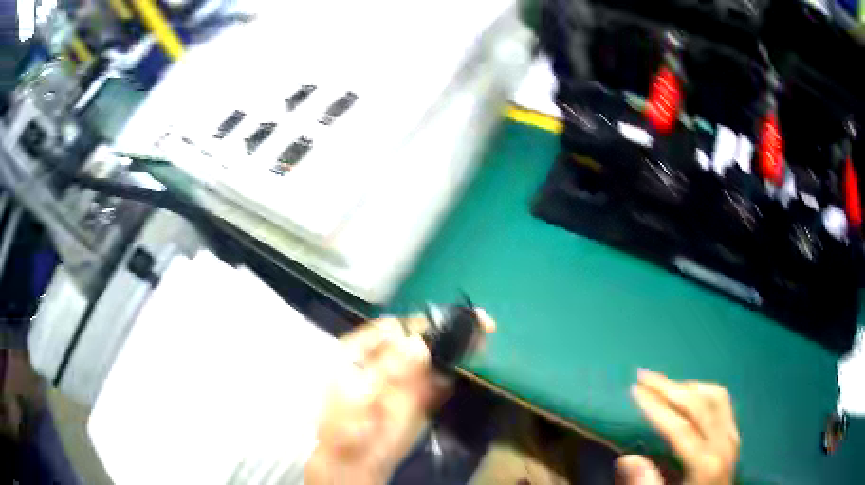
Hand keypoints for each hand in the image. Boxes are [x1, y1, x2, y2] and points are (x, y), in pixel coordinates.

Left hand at [305, 312, 494, 484]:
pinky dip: (455, 371)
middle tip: (479, 322)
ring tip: (484, 334)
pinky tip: (473, 360)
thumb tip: (418, 343)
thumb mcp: (358, 393)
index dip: (419, 322)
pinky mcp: (421, 399)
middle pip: (419, 339)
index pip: (393, 328)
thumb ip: (387, 368)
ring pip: (433, 357)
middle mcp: (386, 361)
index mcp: (362, 352)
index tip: (447, 319)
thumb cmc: (343, 423)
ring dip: (456, 346)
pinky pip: (440, 381)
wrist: (354, 460)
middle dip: (446, 329)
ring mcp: (405, 380)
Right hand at [616, 370, 739, 484]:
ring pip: (715, 397)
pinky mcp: (734, 435)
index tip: (634, 389)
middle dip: (669, 387)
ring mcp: (732, 436)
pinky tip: (690, 396)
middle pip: (699, 404)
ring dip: (688, 387)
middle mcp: (723, 443)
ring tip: (664, 386)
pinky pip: (722, 403)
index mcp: (705, 463)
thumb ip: (647, 483)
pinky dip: (703, 393)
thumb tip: (628, 458)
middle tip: (645, 375)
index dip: (656, 407)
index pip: (680, 426)